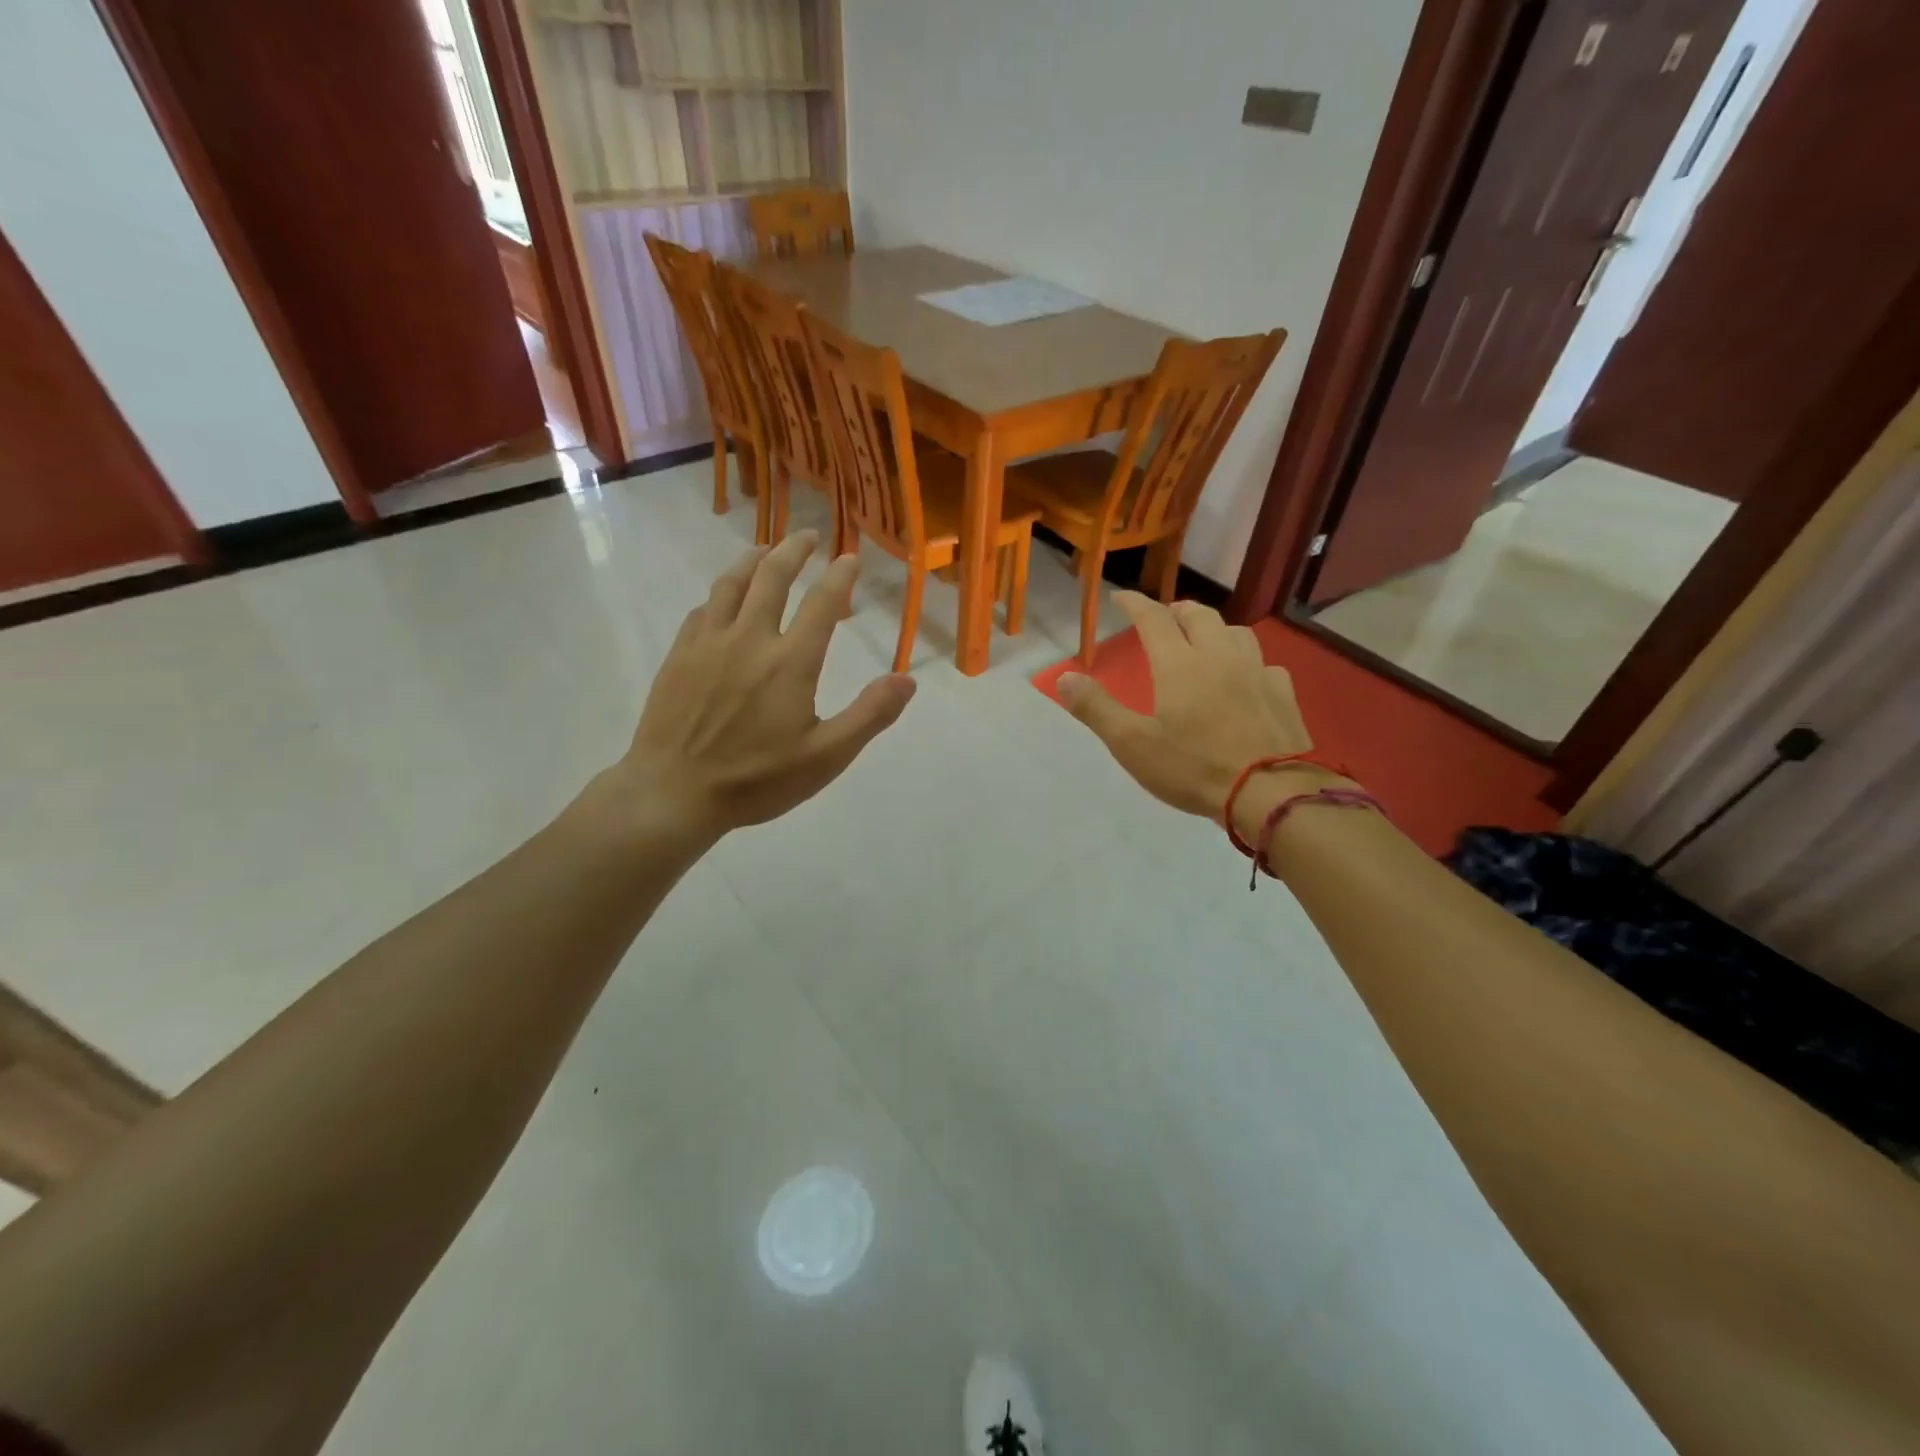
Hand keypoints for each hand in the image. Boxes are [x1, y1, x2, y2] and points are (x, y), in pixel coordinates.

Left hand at [619, 530, 914, 833]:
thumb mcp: (826, 758)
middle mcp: (749, 638)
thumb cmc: (756, 780)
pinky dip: (722, 593)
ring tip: (768, 549)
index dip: (840, 576)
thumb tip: (908, 680)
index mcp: (790, 662)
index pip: (822, 603)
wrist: (673, 792)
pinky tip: (725, 599)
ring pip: (732, 583)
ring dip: (754, 559)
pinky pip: (703, 608)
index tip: (850, 558)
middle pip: (772, 576)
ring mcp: (709, 643)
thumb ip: (870, 715)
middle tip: (809, 535)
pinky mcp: (680, 654)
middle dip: (795, 550)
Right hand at [1056, 593, 1344, 838]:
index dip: (1135, 603)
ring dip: (1215, 629)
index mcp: (1179, 664)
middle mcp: (1220, 657)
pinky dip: (1249, 662)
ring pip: (1237, 632)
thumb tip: (1064, 677)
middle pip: (1200, 616)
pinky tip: (1246, 678)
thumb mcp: (1132, 744)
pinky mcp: (1283, 694)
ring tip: (1205, 640)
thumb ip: (1096, 708)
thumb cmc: (1193, 768)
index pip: (1154, 618)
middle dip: (1177, 610)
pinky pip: (1265, 664)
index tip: (1120, 597)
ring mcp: (1257, 673)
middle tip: (1164, 617)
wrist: (1269, 793)